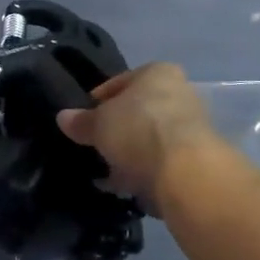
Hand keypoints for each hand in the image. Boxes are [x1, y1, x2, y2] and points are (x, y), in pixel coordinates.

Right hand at [55, 63, 225, 208]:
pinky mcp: (196, 158)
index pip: (121, 82)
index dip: (99, 101)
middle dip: (117, 130)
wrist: (185, 171)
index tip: (85, 120)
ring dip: (131, 154)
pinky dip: (144, 172)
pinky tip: (126, 187)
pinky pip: (161, 161)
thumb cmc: (138, 129)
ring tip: (108, 173)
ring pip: (150, 138)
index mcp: (158, 72)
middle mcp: (180, 92)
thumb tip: (62, 117)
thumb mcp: (99, 124)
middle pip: (138, 111)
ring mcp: (191, 126)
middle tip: (96, 147)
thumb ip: (81, 121)